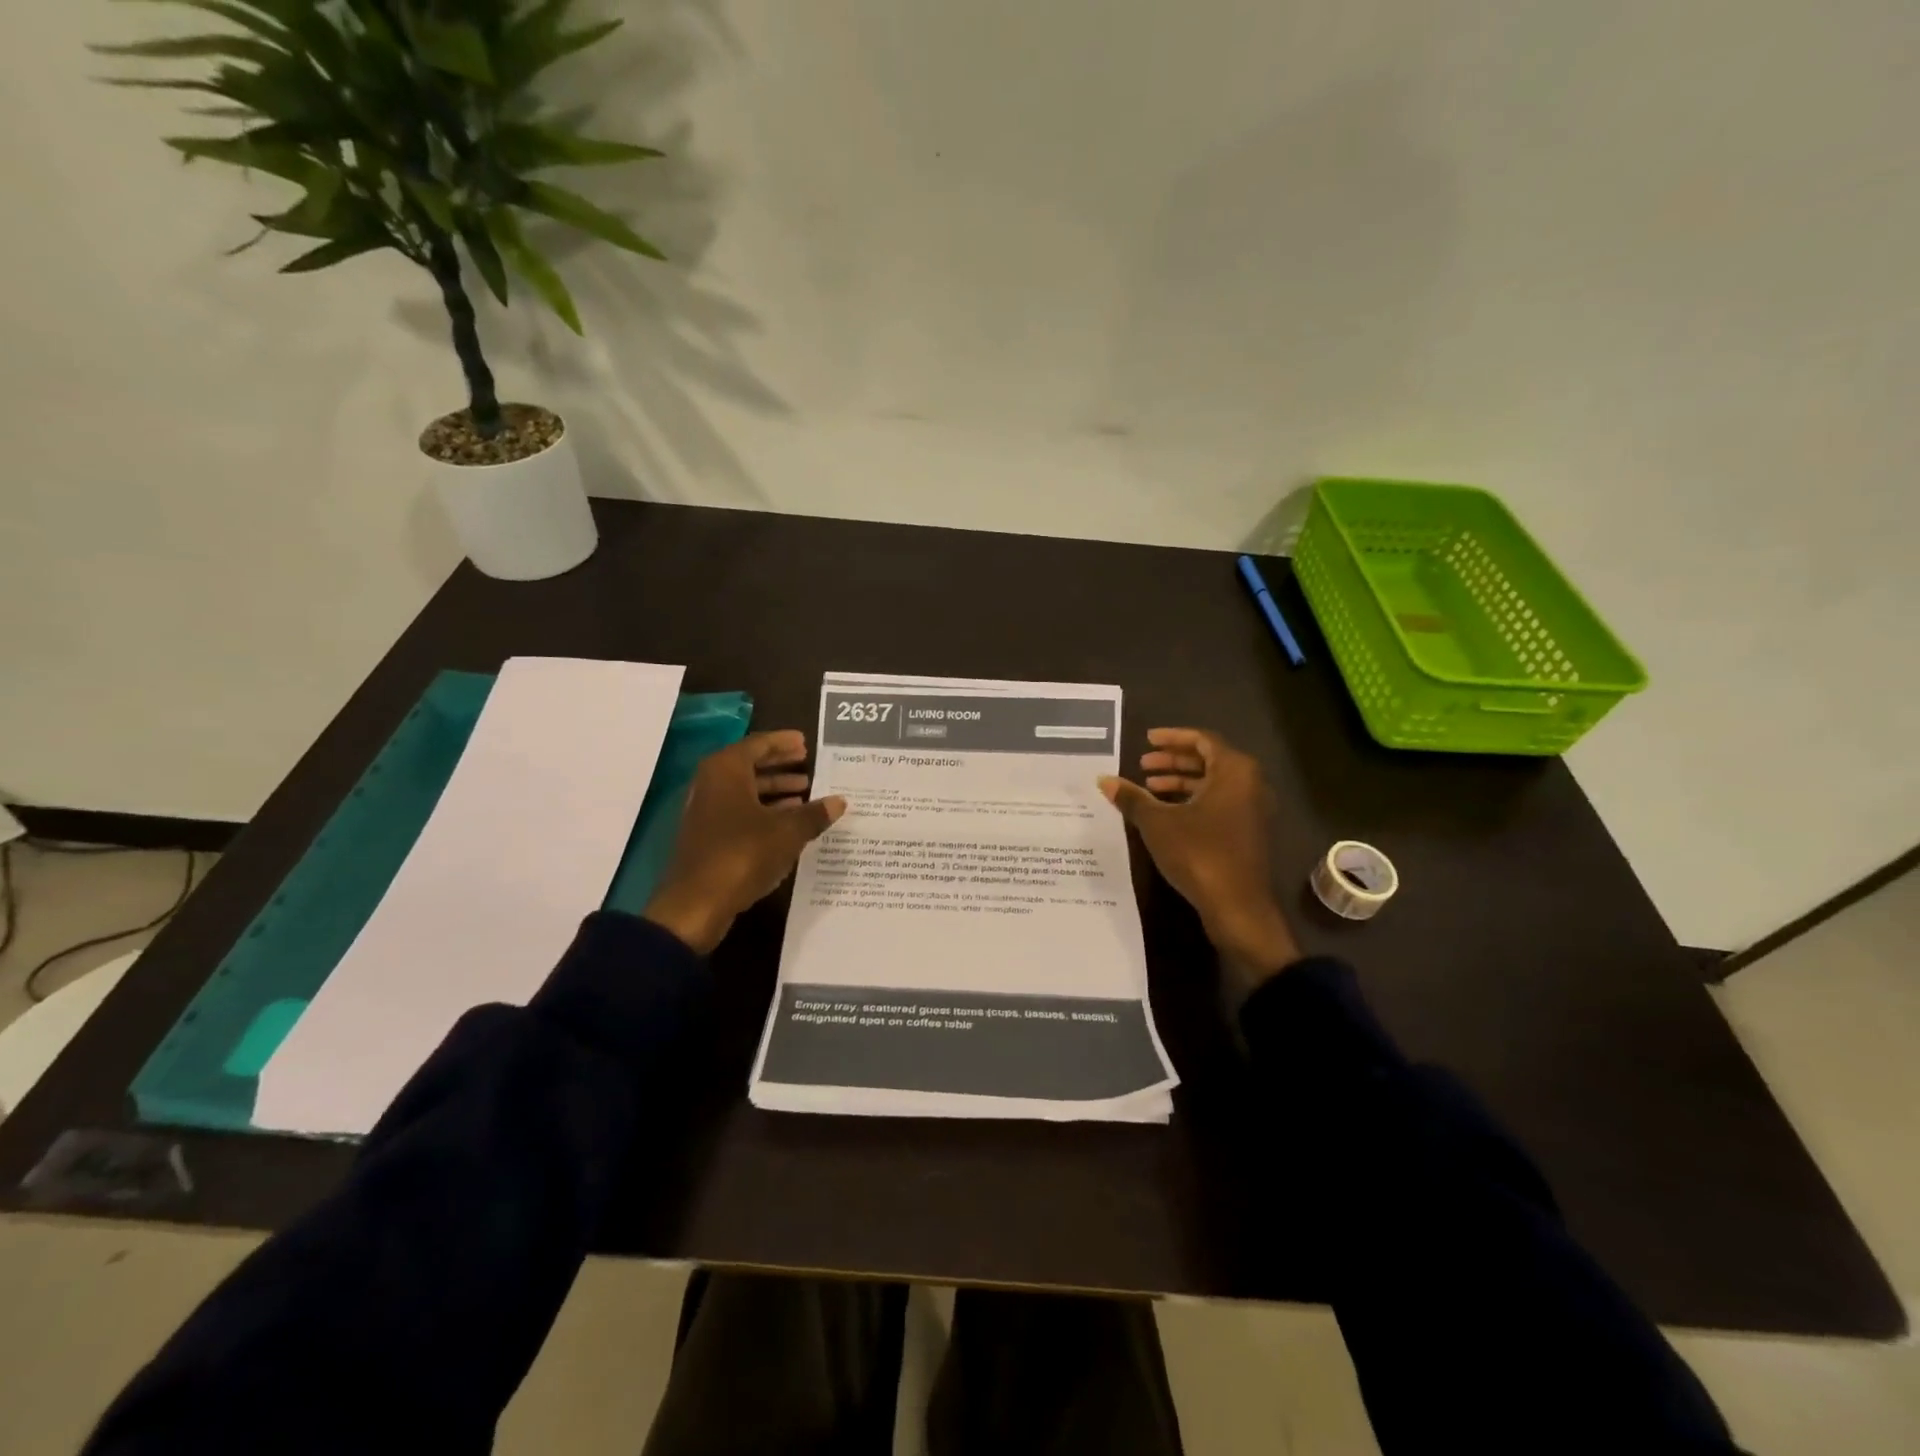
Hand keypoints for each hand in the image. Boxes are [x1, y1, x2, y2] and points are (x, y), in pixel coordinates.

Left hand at [644, 731, 845, 954]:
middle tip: (807, 764)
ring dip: (774, 790)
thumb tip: (839, 801)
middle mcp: (712, 783)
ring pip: (745, 790)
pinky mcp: (707, 835)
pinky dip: (763, 810)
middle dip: (779, 765)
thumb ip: (814, 814)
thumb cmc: (743, 854)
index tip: (805, 742)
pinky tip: (787, 822)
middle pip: (750, 765)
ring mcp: (706, 811)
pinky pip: (740, 811)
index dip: (783, 742)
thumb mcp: (788, 832)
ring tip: (804, 793)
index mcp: (726, 770)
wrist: (696, 904)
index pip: (758, 744)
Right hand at [1098, 728, 1299, 973]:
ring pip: (1213, 784)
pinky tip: (1165, 814)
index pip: (1202, 740)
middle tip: (1143, 765)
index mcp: (1234, 771)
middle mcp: (1249, 784)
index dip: (1172, 738)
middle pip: (1209, 760)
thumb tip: (1104, 780)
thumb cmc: (1199, 853)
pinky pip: (1219, 803)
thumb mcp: (1158, 823)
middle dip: (1173, 761)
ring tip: (1149, 788)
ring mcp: (1251, 810)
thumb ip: (1132, 798)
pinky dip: (1192, 801)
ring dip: (1180, 782)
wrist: (1237, 906)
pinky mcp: (1247, 833)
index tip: (1146, 740)